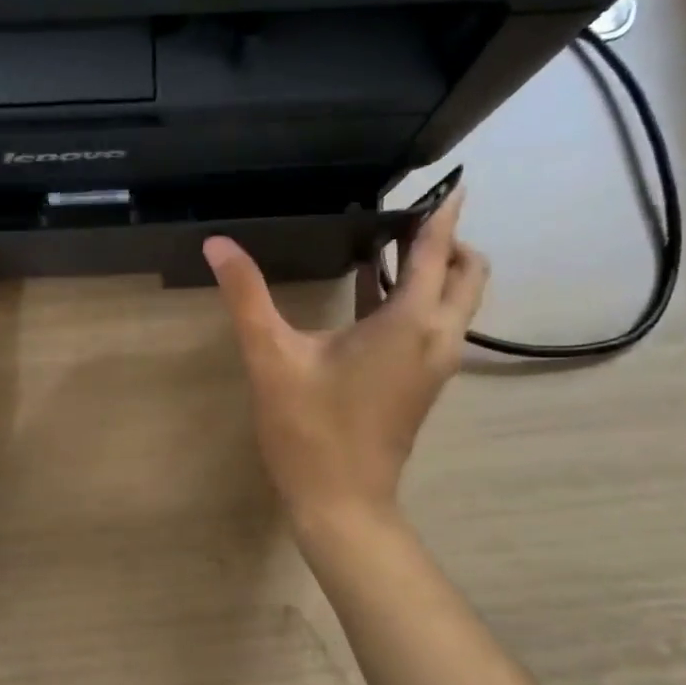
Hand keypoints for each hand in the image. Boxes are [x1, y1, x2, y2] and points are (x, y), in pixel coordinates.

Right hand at [203, 192, 487, 526]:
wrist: (342, 504)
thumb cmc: (309, 431)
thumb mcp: (272, 358)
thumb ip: (247, 296)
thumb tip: (218, 244)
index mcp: (410, 323)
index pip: (437, 251)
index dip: (442, 213)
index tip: (449, 180)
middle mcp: (436, 338)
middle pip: (467, 274)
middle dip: (446, 242)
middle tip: (402, 221)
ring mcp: (435, 365)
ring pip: (456, 303)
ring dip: (433, 272)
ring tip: (385, 249)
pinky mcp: (422, 384)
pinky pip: (436, 325)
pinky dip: (419, 301)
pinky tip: (371, 297)